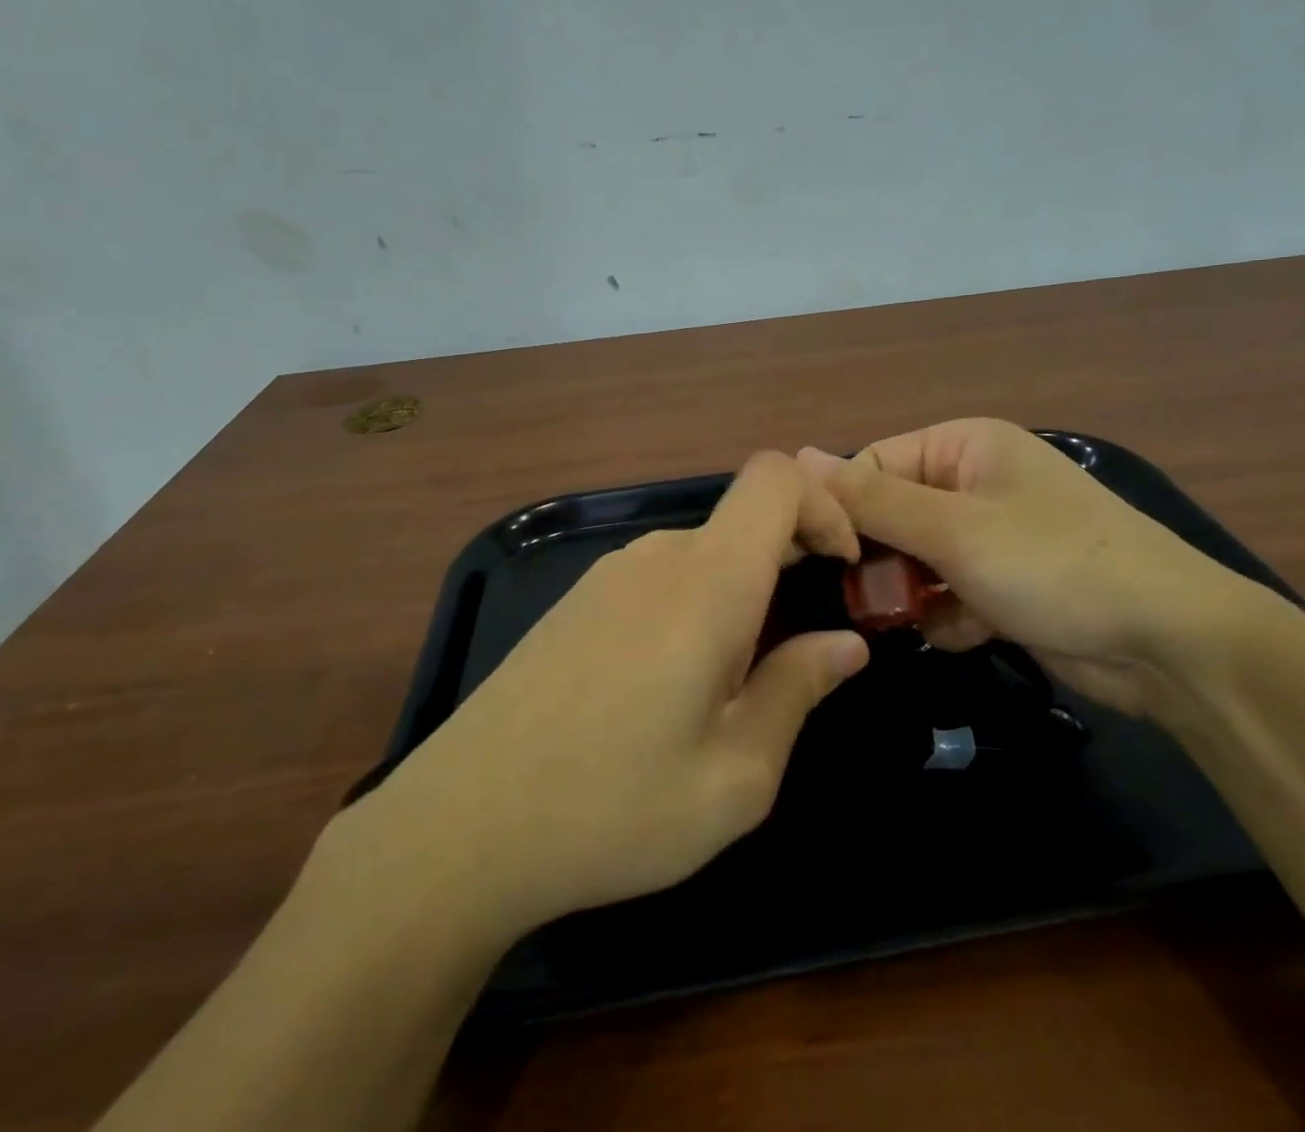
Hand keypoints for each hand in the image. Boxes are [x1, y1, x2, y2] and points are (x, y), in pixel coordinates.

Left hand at [340, 453, 868, 940]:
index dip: (823, 505)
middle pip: (742, 524)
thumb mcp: (736, 775)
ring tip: (724, 694)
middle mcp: (656, 557)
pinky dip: (690, 612)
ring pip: (701, 559)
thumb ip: (798, 690)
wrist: (460, 827)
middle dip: (787, 570)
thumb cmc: (614, 806)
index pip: (775, 479)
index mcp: (708, 581)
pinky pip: (657, 582)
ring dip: (736, 601)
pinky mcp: (574, 602)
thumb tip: (844, 644)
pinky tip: (663, 693)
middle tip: (792, 658)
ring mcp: (607, 575)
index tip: (839, 569)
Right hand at [799, 419, 1280, 716]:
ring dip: (915, 593)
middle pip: (892, 515)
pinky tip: (974, 630)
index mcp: (963, 447)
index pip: (873, 465)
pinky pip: (949, 592)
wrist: (1169, 643)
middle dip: (883, 560)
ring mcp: (992, 535)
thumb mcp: (954, 529)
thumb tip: (797, 456)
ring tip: (930, 616)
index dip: (844, 509)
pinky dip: (951, 615)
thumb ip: (871, 499)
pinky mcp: (1005, 583)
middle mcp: (974, 482)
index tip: (822, 557)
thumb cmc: (1053, 564)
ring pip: (916, 560)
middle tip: (870, 600)